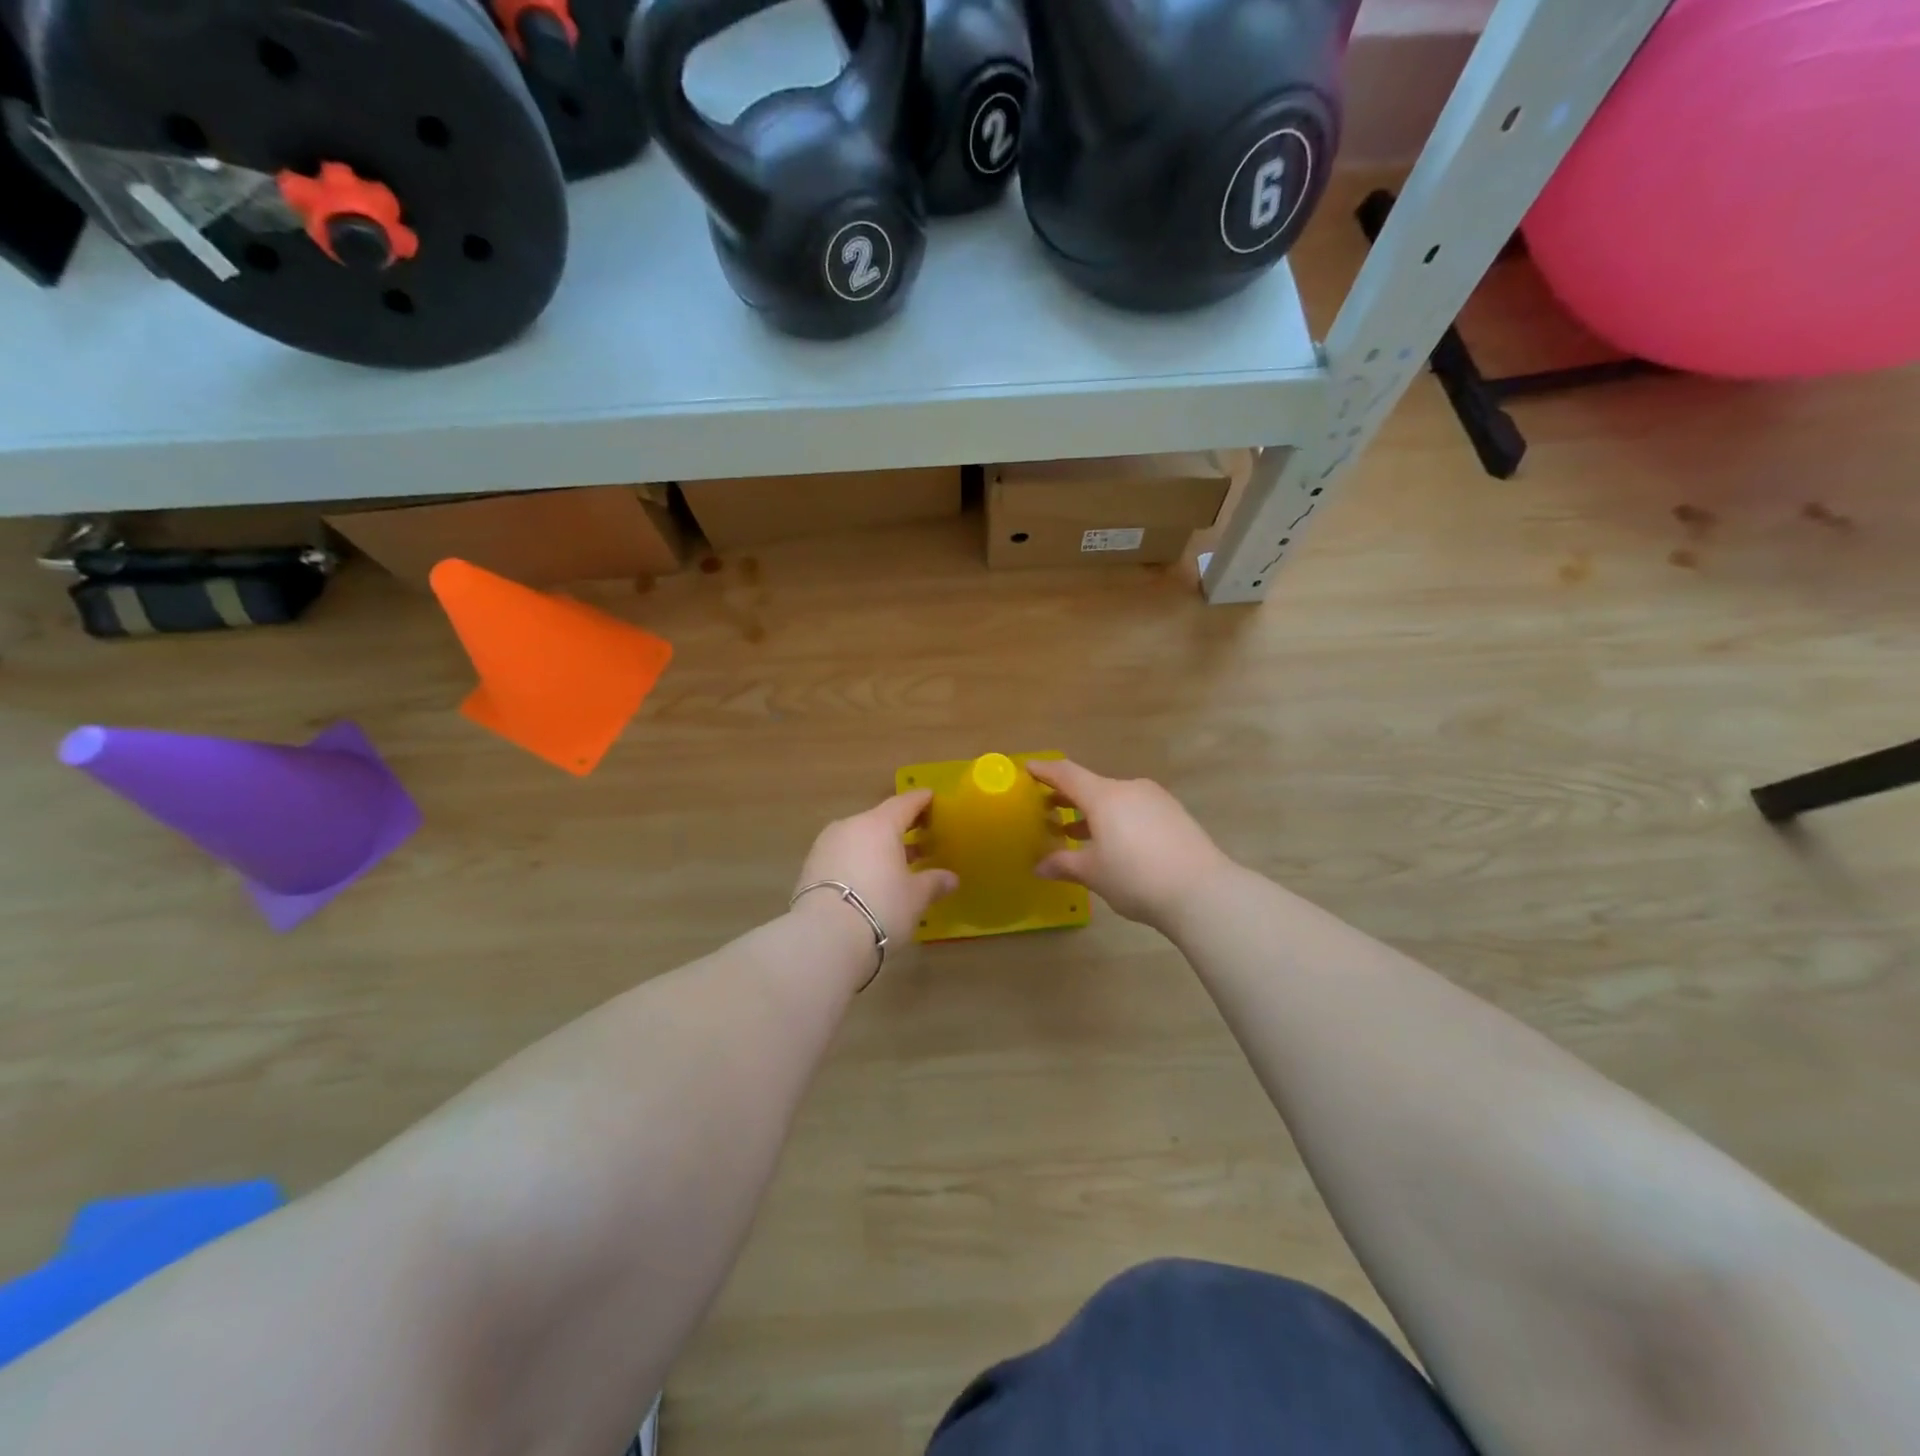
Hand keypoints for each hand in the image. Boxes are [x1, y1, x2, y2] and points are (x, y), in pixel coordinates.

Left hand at [792, 790, 958, 949]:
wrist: (824, 937)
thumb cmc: (880, 907)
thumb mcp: (915, 897)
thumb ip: (934, 882)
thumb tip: (951, 878)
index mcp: (879, 825)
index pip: (904, 803)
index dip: (920, 800)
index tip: (931, 798)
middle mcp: (851, 826)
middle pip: (880, 820)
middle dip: (901, 827)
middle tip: (921, 836)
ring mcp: (826, 845)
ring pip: (859, 838)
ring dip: (879, 846)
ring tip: (898, 862)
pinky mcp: (811, 867)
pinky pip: (843, 855)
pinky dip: (860, 860)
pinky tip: (871, 878)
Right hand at [1029, 760, 1233, 930]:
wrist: (1202, 891)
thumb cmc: (1136, 877)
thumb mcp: (1093, 873)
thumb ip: (1064, 864)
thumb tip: (1039, 866)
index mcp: (1104, 796)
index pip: (1066, 774)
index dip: (1045, 771)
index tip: (1028, 768)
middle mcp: (1129, 789)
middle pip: (1091, 786)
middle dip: (1067, 798)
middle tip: (1047, 809)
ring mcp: (1155, 799)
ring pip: (1115, 799)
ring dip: (1093, 812)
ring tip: (1076, 833)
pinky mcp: (1174, 814)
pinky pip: (1135, 809)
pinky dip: (1117, 819)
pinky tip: (1114, 843)